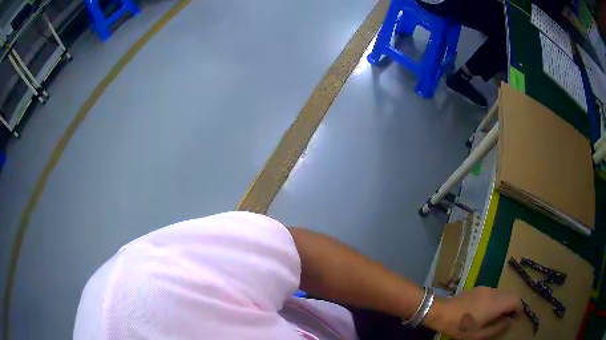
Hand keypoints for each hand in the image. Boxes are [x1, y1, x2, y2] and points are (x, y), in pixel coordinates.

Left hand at [423, 286, 522, 339]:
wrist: (441, 312)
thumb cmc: (460, 327)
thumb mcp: (478, 335)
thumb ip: (497, 328)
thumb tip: (509, 322)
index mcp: (496, 303)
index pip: (516, 300)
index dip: (520, 309)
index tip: (517, 318)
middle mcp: (494, 292)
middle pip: (511, 295)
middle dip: (513, 305)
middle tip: (508, 318)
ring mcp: (486, 288)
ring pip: (502, 293)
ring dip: (504, 302)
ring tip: (497, 316)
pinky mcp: (479, 287)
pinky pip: (494, 292)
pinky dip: (496, 299)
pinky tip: (487, 310)